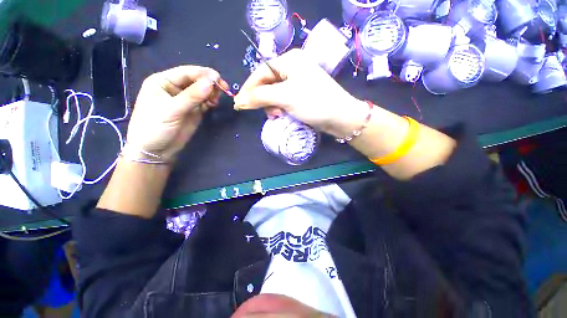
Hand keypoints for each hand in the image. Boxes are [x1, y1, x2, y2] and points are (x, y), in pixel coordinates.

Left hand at [126, 66, 228, 159]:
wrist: (155, 151)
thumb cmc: (154, 127)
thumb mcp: (171, 110)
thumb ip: (192, 96)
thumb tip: (211, 82)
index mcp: (163, 81)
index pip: (186, 72)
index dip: (203, 74)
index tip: (219, 79)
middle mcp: (175, 88)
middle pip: (197, 80)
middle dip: (210, 83)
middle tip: (223, 89)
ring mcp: (186, 100)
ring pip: (203, 91)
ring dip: (212, 93)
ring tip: (217, 99)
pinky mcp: (194, 111)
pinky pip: (205, 102)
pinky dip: (211, 101)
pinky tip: (214, 104)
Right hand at [234, 49, 368, 137]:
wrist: (340, 117)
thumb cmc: (314, 102)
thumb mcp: (285, 97)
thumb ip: (260, 98)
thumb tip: (238, 101)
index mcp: (289, 60)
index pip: (261, 72)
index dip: (249, 88)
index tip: (239, 103)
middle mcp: (293, 68)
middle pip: (268, 83)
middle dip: (264, 100)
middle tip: (269, 114)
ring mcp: (299, 82)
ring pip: (275, 94)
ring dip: (273, 106)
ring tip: (278, 116)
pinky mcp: (302, 95)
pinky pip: (284, 100)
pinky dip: (281, 108)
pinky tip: (283, 116)